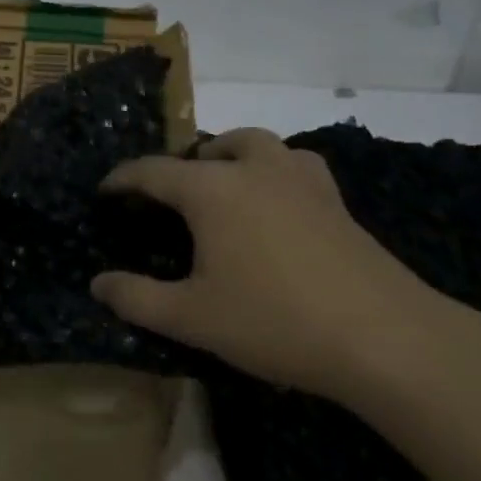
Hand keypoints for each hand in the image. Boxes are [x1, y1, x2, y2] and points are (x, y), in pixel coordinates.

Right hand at [90, 128, 449, 398]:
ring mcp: (300, 179)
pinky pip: (294, 165)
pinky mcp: (335, 199)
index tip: (104, 190)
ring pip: (257, 144)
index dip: (123, 178)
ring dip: (230, 154)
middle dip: (180, 165)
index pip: (153, 171)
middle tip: (167, 197)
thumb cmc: (274, 321)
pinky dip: (274, 170)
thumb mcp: (192, 318)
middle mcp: (254, 169)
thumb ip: (136, 298)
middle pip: (209, 147)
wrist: (383, 336)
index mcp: (211, 190)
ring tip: (221, 184)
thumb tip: (98, 283)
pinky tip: (277, 201)